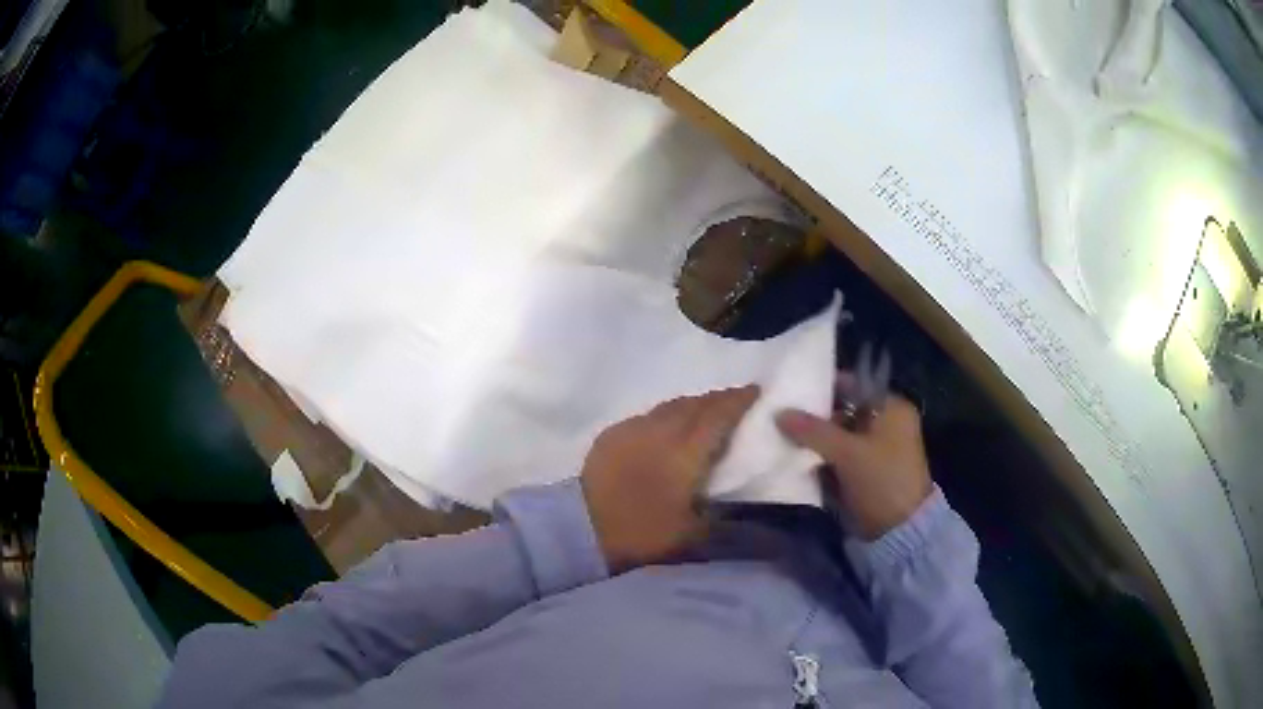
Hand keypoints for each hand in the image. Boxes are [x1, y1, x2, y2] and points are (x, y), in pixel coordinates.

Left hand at [580, 386, 759, 571]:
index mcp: (686, 451)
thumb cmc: (643, 533)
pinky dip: (666, 415)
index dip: (739, 400)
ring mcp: (633, 428)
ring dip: (692, 405)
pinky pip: (647, 415)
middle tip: (735, 400)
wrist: (582, 530)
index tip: (755, 390)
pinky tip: (666, 428)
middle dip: (718, 399)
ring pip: (670, 406)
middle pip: (696, 403)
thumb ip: (720, 512)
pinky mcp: (612, 434)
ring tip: (705, 411)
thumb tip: (737, 500)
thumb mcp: (693, 533)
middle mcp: (661, 430)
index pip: (719, 415)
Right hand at [775, 375, 931, 539]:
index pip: (854, 384)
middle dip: (815, 414)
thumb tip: (779, 413)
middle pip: (844, 409)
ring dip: (816, 437)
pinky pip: (840, 455)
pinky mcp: (866, 471)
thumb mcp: (847, 452)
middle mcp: (886, 422)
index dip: (825, 385)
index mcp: (892, 407)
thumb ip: (812, 430)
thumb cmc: (881, 480)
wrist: (899, 531)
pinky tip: (796, 455)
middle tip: (782, 413)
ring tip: (782, 433)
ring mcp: (876, 448)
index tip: (794, 389)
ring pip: (840, 434)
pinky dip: (822, 455)